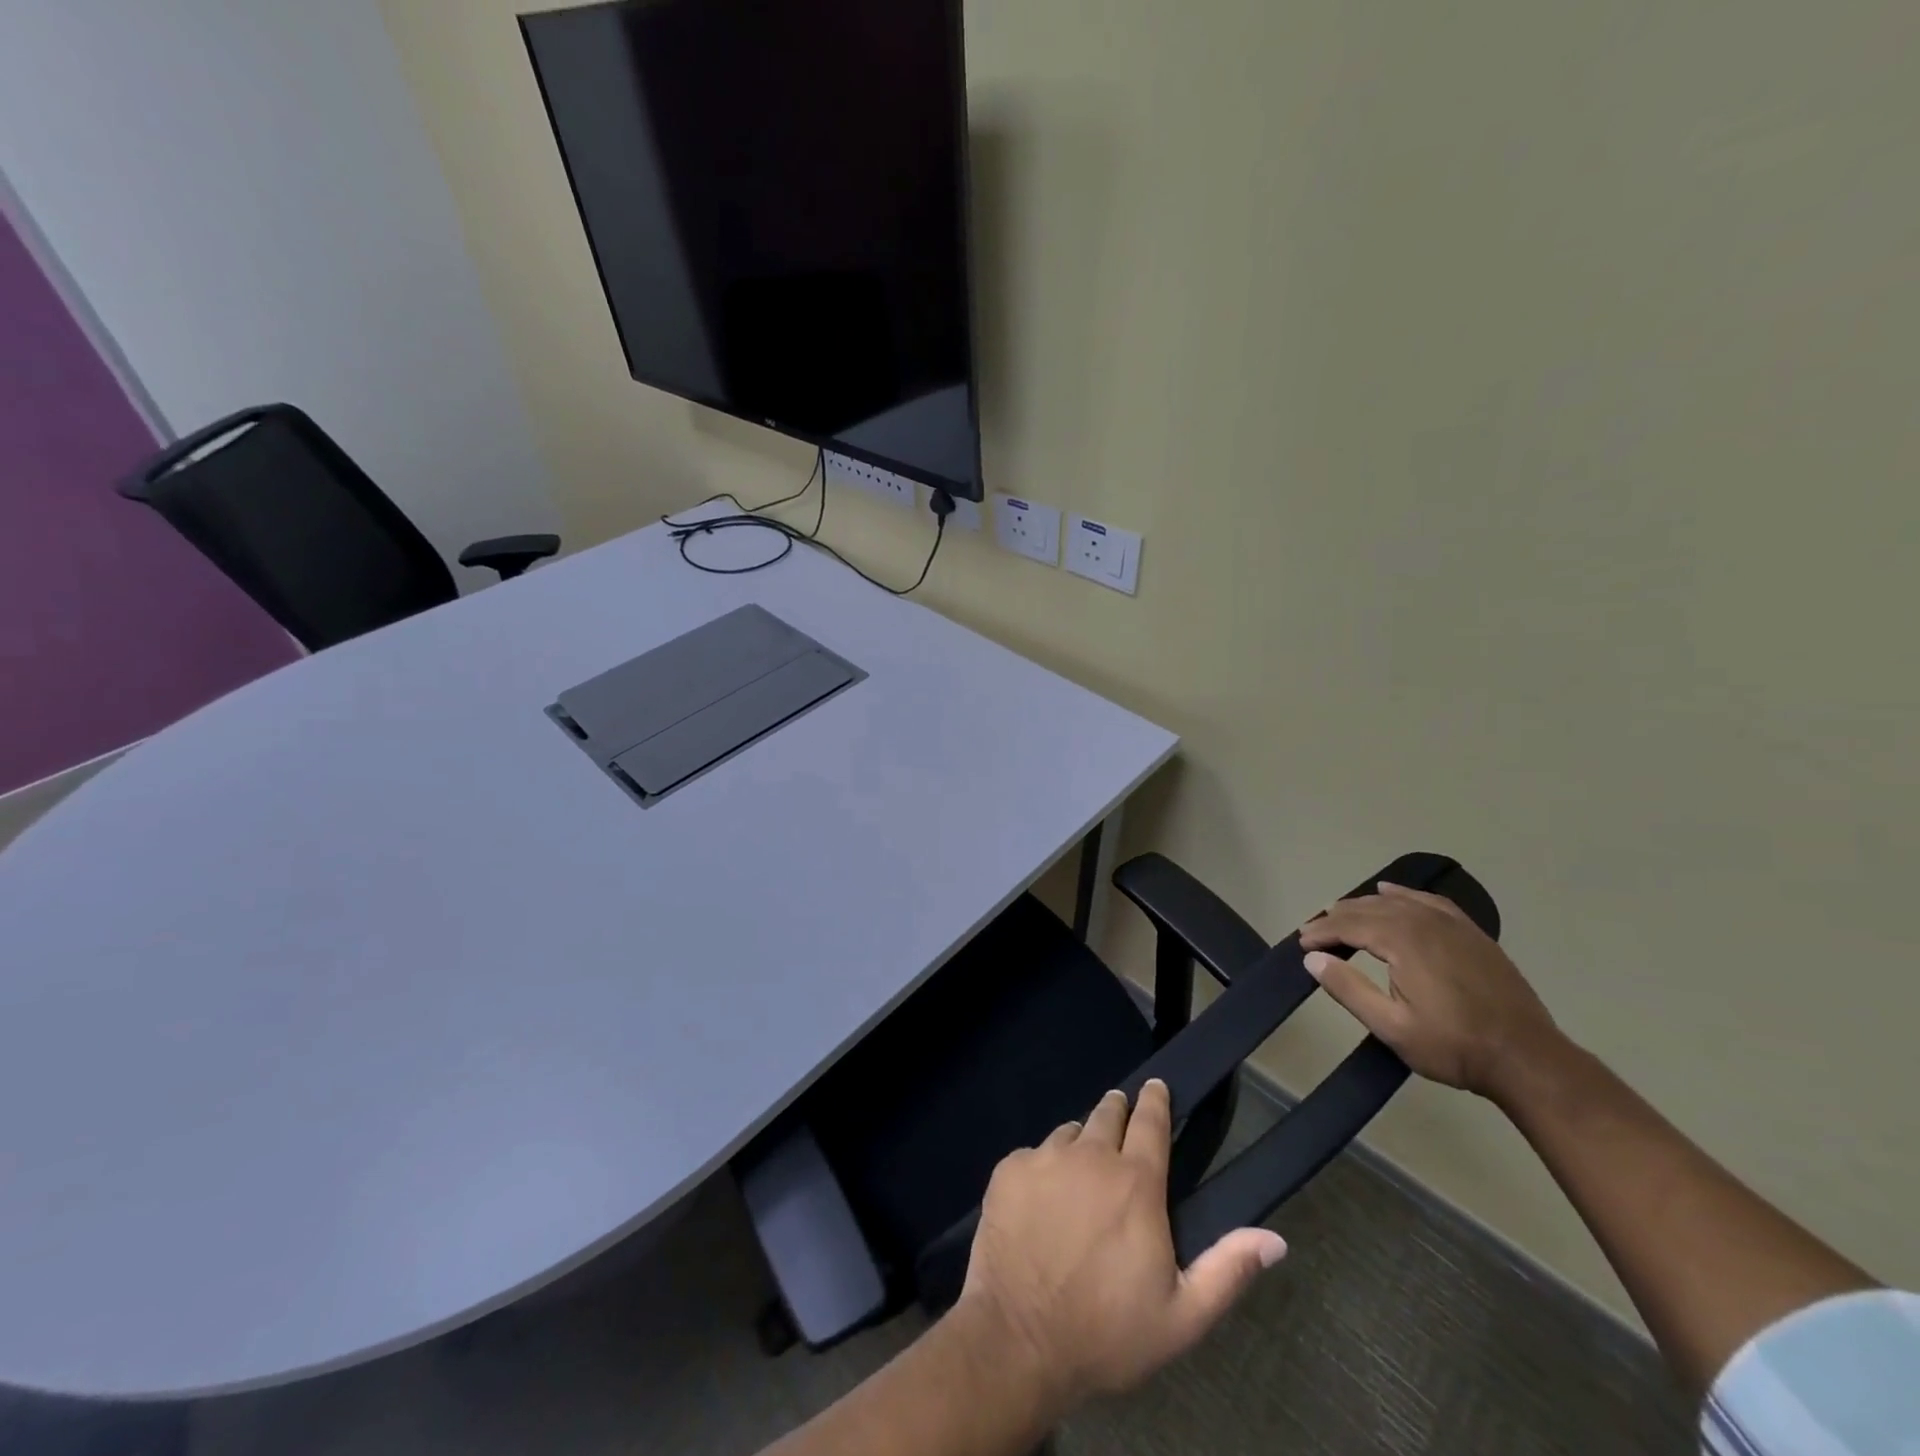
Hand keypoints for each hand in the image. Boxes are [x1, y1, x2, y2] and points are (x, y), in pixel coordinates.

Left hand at [954, 1080, 1286, 1412]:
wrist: (1019, 1340)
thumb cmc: (1107, 1333)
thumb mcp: (1182, 1317)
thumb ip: (1228, 1270)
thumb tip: (1275, 1239)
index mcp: (1135, 1183)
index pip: (1151, 1122)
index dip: (1156, 1100)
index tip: (1157, 1086)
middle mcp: (1091, 1155)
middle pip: (1108, 1114)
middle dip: (1118, 1111)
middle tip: (1121, 1117)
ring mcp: (1045, 1157)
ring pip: (1070, 1133)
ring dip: (1081, 1142)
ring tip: (1081, 1168)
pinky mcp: (1010, 1168)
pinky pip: (1033, 1153)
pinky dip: (1043, 1166)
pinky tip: (1041, 1199)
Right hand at [1298, 882, 1565, 1103]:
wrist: (1528, 1059)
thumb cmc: (1454, 1046)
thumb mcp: (1392, 1027)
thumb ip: (1348, 989)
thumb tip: (1312, 958)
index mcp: (1403, 941)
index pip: (1349, 925)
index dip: (1321, 931)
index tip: (1301, 942)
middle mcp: (1424, 922)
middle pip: (1369, 909)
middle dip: (1337, 917)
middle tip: (1314, 931)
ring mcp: (1452, 925)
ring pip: (1397, 902)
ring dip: (1364, 906)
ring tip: (1342, 913)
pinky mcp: (1472, 933)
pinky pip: (1429, 902)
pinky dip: (1404, 895)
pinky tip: (1392, 893)